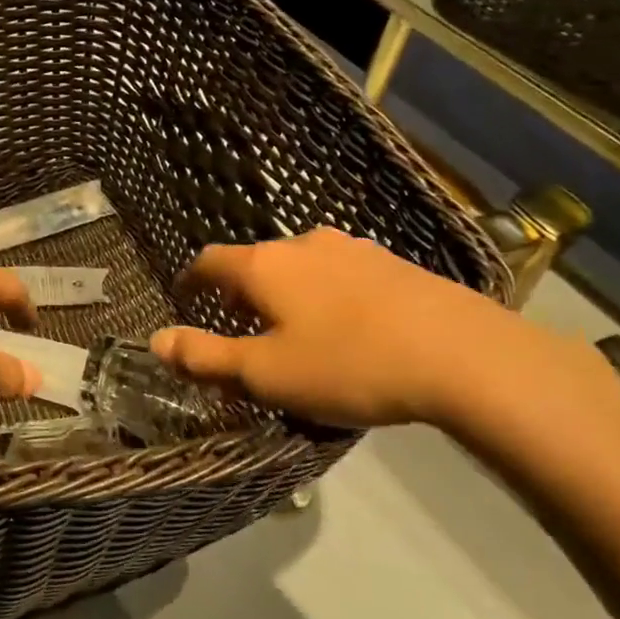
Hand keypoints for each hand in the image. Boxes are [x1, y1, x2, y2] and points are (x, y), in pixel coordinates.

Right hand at [151, 229, 618, 430]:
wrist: (463, 355)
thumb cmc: (347, 364)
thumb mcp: (266, 374)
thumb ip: (205, 357)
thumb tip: (155, 340)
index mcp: (263, 266)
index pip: (209, 261)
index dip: (192, 280)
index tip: (186, 298)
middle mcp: (302, 244)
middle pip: (256, 261)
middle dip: (242, 291)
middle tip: (243, 328)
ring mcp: (352, 249)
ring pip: (301, 265)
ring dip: (287, 291)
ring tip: (297, 328)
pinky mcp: (394, 263)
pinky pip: (341, 273)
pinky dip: (328, 293)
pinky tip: (349, 326)